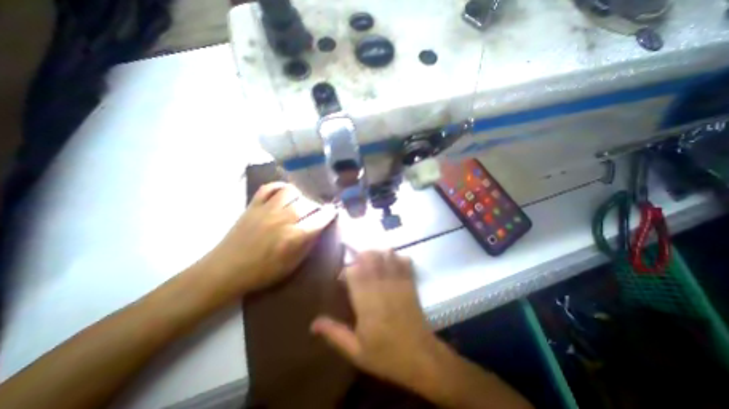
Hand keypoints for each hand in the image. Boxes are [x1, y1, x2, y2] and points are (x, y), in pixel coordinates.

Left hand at [198, 183, 335, 299]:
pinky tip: (284, 193)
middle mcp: (283, 219)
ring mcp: (267, 209)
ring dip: (301, 196)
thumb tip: (319, 229)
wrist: (226, 270)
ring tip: (300, 204)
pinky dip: (279, 187)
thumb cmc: (262, 272)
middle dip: (317, 207)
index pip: (320, 220)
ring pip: (291, 192)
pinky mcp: (253, 205)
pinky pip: (269, 187)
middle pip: (308, 204)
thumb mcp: (292, 265)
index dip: (330, 214)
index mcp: (294, 237)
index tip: (334, 211)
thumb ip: (308, 245)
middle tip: (317, 212)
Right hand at [310, 251, 440, 393]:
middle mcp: (380, 286)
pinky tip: (392, 262)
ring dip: (378, 253)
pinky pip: (404, 262)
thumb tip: (313, 323)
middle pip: (370, 257)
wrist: (420, 357)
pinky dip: (397, 257)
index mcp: (365, 302)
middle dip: (361, 256)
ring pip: (386, 255)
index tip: (343, 278)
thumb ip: (334, 333)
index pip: (353, 272)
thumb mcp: (355, 351)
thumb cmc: (386, 355)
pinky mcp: (410, 283)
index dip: (346, 270)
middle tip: (357, 264)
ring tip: (373, 261)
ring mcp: (398, 282)